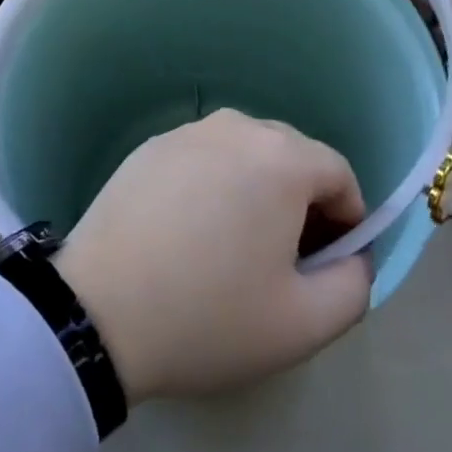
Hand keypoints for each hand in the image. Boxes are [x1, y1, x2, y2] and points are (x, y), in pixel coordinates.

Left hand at [54, 109, 371, 402]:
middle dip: (303, 202)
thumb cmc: (210, 316)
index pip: (339, 174)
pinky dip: (215, 185)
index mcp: (282, 158)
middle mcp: (238, 126)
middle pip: (294, 156)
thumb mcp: (303, 324)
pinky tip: (191, 232)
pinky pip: (205, 157)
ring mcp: (189, 131)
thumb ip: (353, 285)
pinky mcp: (152, 145)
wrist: (99, 310)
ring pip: (247, 153)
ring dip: (258, 190)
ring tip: (235, 246)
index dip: (348, 220)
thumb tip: (353, 256)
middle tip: (284, 260)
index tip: (328, 264)